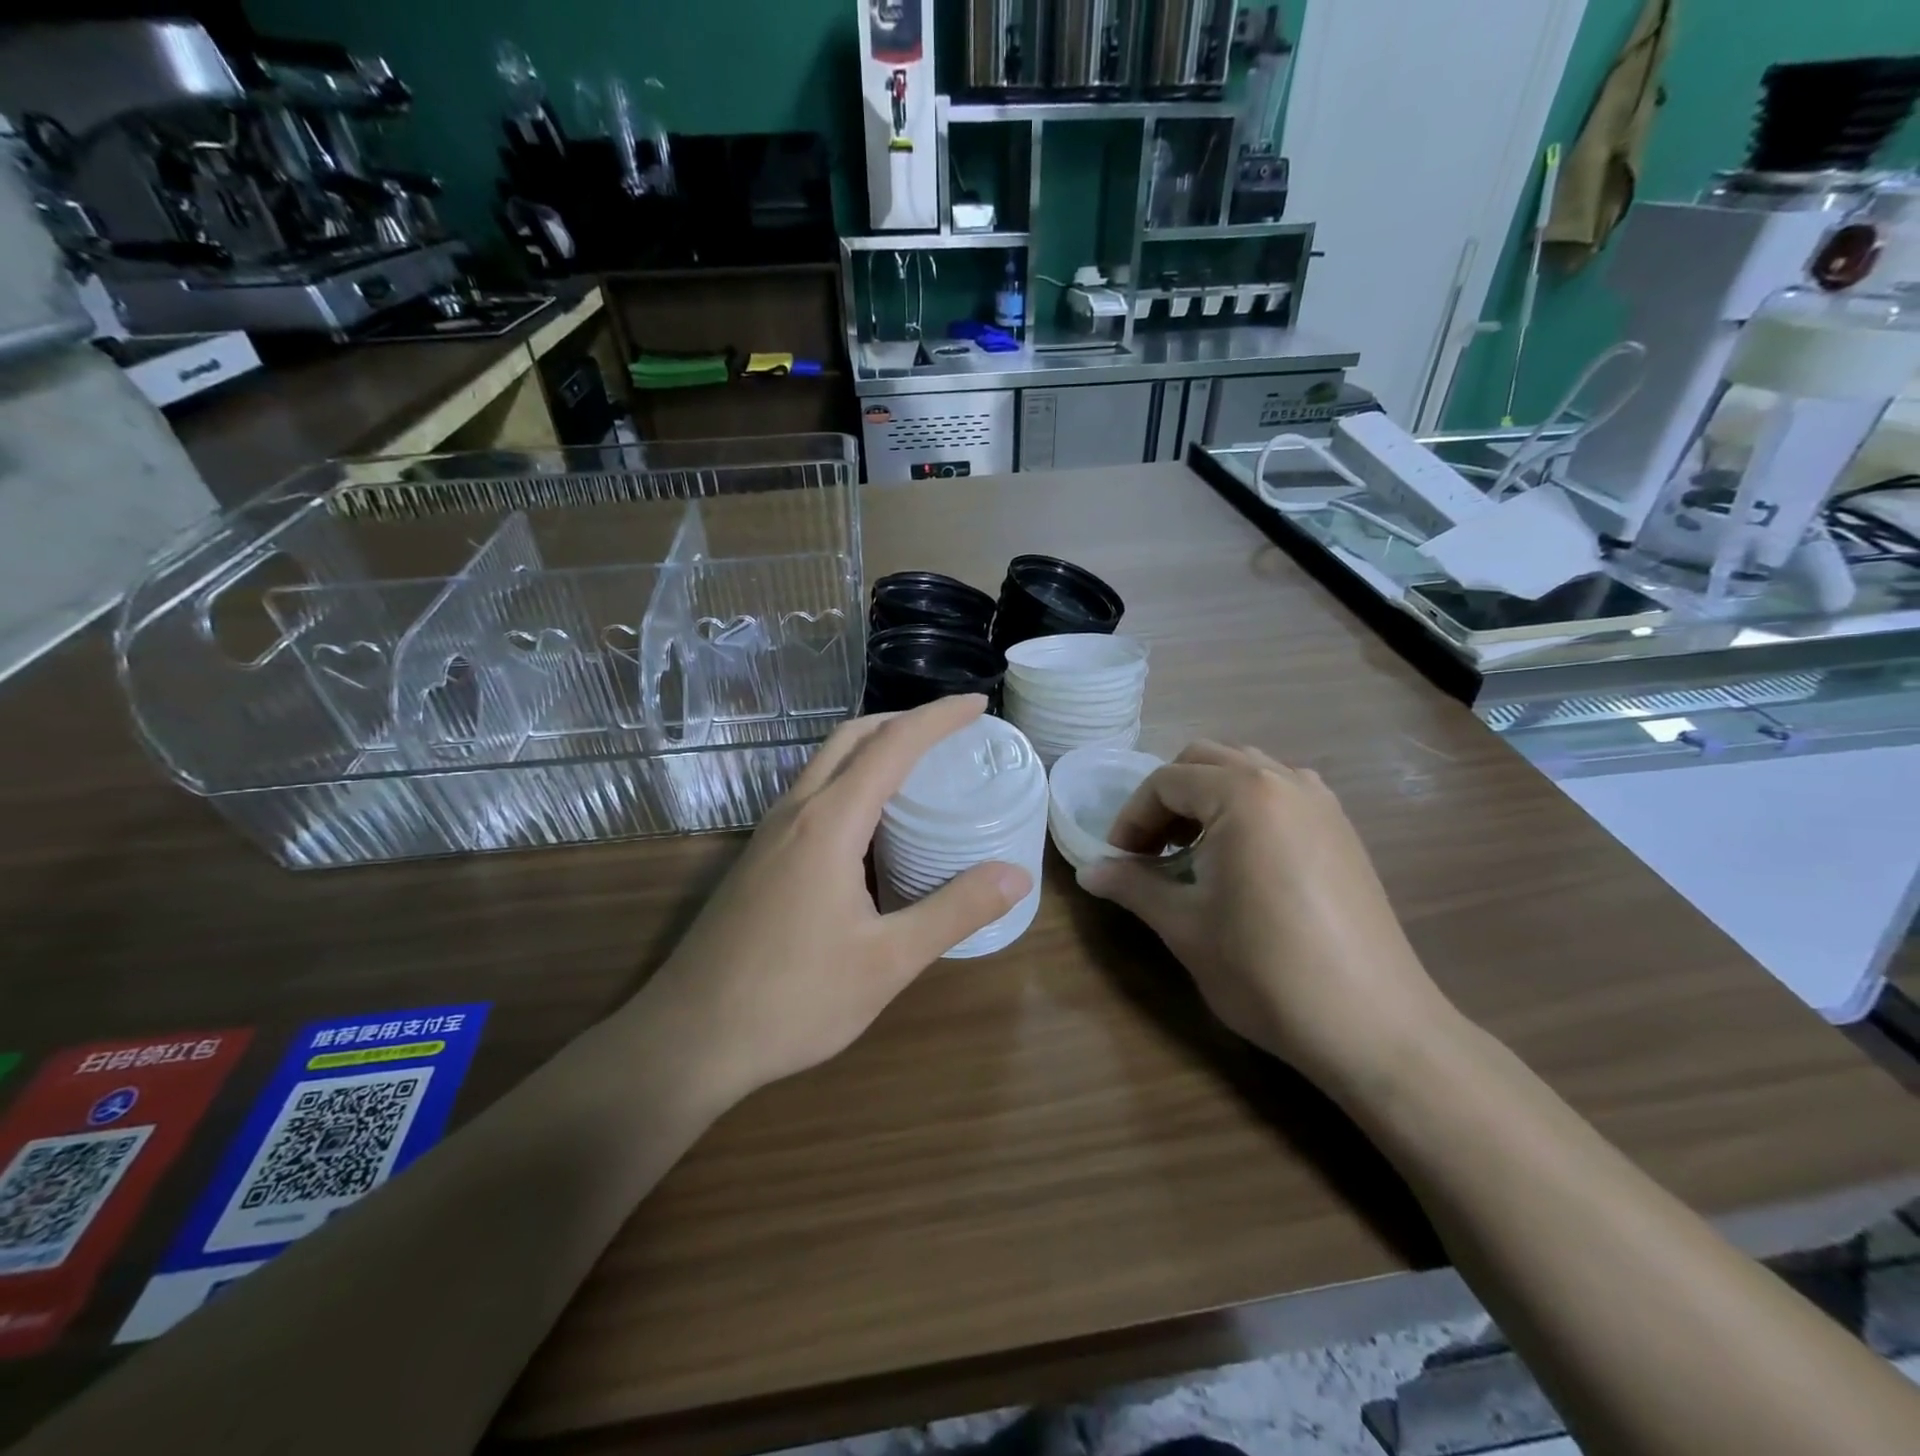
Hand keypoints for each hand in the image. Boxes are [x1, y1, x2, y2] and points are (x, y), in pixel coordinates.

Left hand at [634, 695, 1031, 1104]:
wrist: (689, 1038)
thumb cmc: (793, 1000)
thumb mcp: (888, 962)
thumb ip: (954, 911)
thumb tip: (1016, 875)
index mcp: (830, 823)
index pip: (893, 745)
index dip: (938, 717)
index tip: (978, 704)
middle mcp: (796, 812)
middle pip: (852, 737)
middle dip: (903, 720)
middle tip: (951, 731)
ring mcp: (769, 834)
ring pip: (825, 763)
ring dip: (873, 748)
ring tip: (919, 768)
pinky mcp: (759, 858)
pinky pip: (811, 794)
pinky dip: (850, 781)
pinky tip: (870, 824)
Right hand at [1078, 742, 1451, 1092]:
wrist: (1373, 1024)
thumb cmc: (1265, 970)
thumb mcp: (1185, 926)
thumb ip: (1132, 886)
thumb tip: (1087, 872)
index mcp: (1242, 794)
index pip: (1165, 782)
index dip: (1131, 818)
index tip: (1118, 860)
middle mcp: (1283, 780)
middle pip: (1204, 760)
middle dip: (1166, 798)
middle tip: (1150, 850)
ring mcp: (1320, 801)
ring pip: (1245, 769)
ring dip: (1206, 796)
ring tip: (1192, 850)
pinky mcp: (1342, 828)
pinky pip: (1280, 790)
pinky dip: (1246, 805)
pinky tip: (1241, 857)